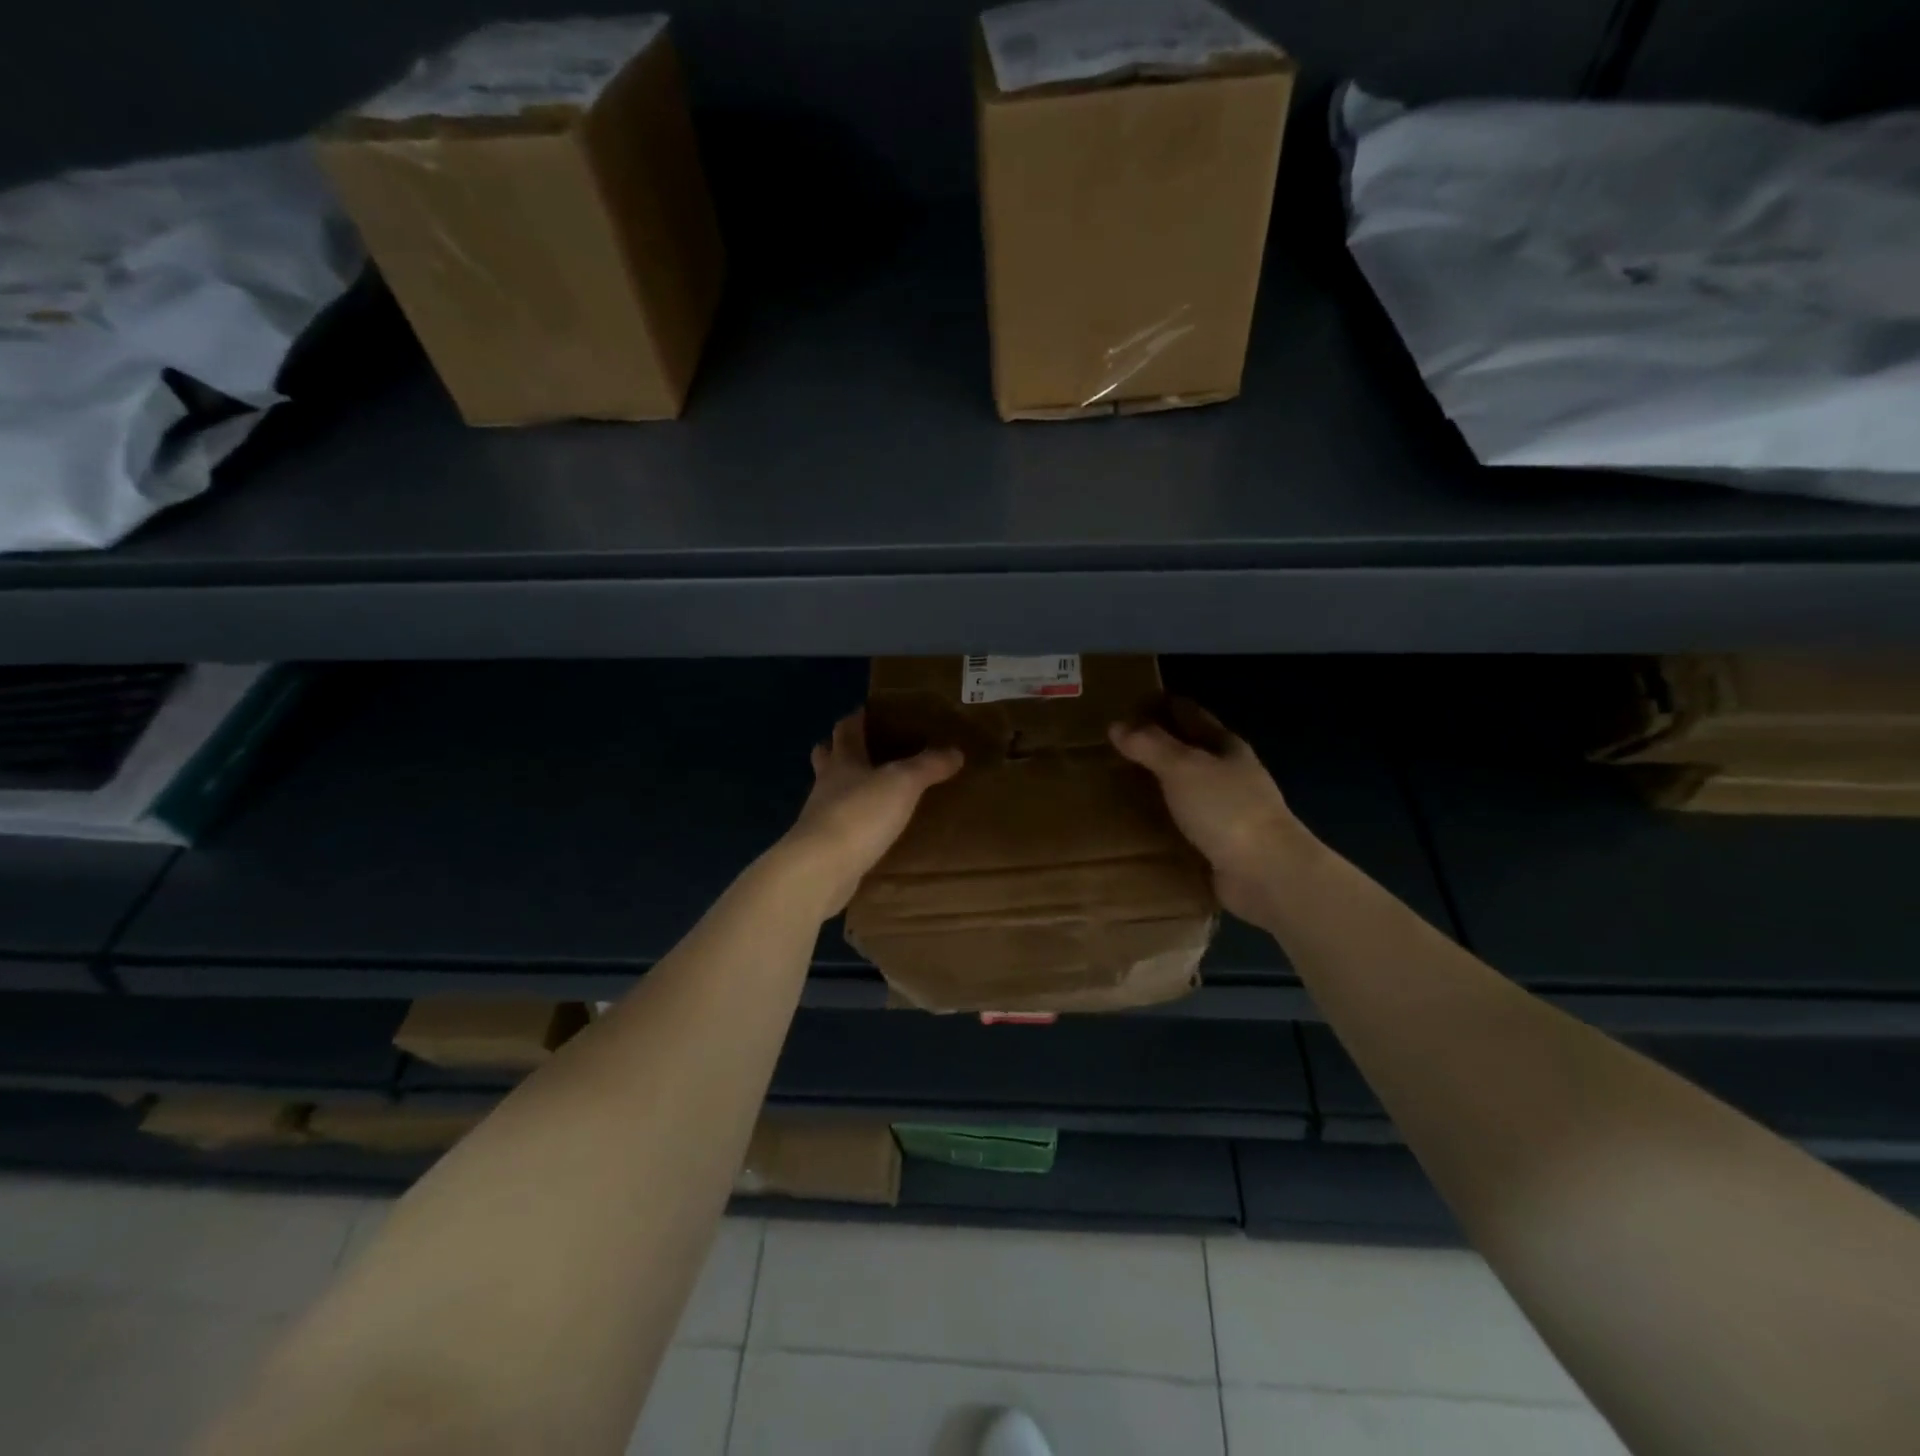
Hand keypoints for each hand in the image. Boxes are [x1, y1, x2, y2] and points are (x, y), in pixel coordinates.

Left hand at [779, 710, 962, 915]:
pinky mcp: (824, 849)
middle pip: (827, 757)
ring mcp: (821, 818)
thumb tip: (955, 751)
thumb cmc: (859, 814)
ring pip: (831, 793)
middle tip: (865, 749)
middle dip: (840, 750)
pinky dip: (853, 824)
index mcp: (843, 760)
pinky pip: (840, 828)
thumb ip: (928, 766)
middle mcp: (827, 784)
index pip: (846, 729)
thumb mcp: (902, 783)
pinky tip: (871, 832)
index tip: (869, 711)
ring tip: (874, 792)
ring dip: (847, 789)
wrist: (821, 869)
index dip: (857, 718)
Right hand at [1110, 707, 1307, 927]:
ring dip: (1157, 785)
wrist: (1266, 873)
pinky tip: (1136, 823)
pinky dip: (1162, 820)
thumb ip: (1150, 745)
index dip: (1161, 705)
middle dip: (1155, 745)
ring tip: (1116, 784)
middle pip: (1188, 751)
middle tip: (1111, 745)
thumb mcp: (1183, 767)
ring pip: (1185, 788)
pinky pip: (1183, 824)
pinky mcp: (1218, 843)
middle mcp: (1228, 774)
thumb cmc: (1226, 809)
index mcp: (1226, 746)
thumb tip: (1117, 725)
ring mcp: (1226, 810)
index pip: (1189, 714)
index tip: (1126, 704)